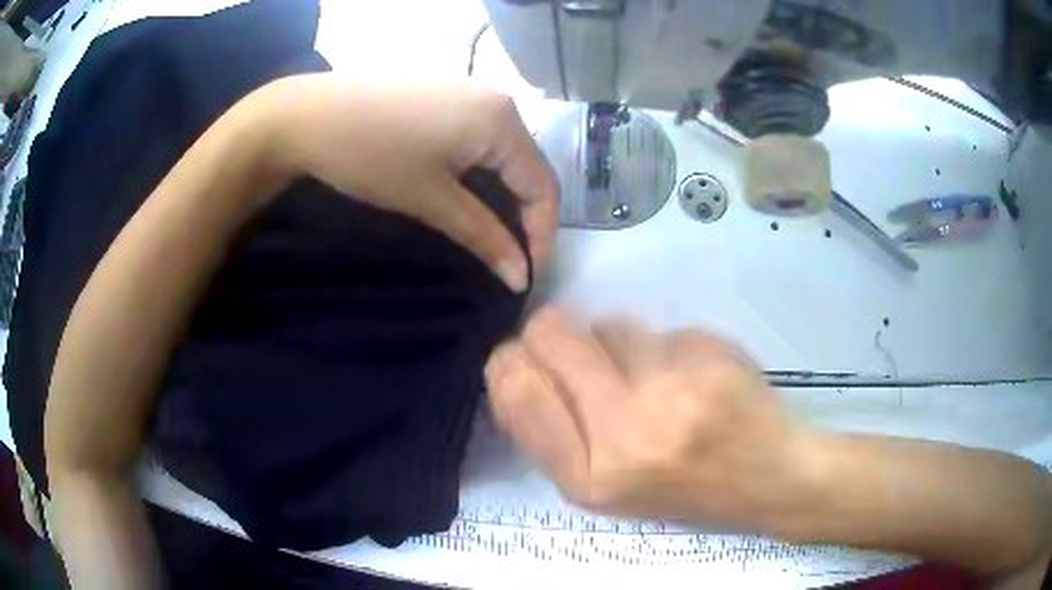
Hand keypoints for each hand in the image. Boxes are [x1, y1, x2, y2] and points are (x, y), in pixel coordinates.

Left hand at [256, 74, 558, 290]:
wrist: (306, 115)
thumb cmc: (369, 155)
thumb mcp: (430, 199)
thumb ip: (484, 236)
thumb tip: (521, 279)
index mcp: (503, 120)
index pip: (543, 187)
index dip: (541, 237)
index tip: (524, 279)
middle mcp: (498, 101)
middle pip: (527, 170)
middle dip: (523, 219)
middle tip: (508, 261)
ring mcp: (471, 94)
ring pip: (504, 157)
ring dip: (502, 199)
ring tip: (489, 237)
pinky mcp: (447, 98)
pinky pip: (481, 142)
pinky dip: (481, 176)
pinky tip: (467, 197)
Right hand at [485, 308, 820, 532]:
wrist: (769, 482)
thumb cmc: (684, 491)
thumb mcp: (604, 488)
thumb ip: (555, 433)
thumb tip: (518, 363)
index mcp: (587, 479)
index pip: (516, 390)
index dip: (512, 360)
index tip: (525, 355)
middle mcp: (623, 437)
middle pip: (553, 335)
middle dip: (557, 331)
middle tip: (583, 348)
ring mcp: (671, 393)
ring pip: (611, 325)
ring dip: (623, 343)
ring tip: (656, 380)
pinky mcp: (709, 359)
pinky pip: (662, 328)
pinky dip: (669, 346)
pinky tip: (695, 378)